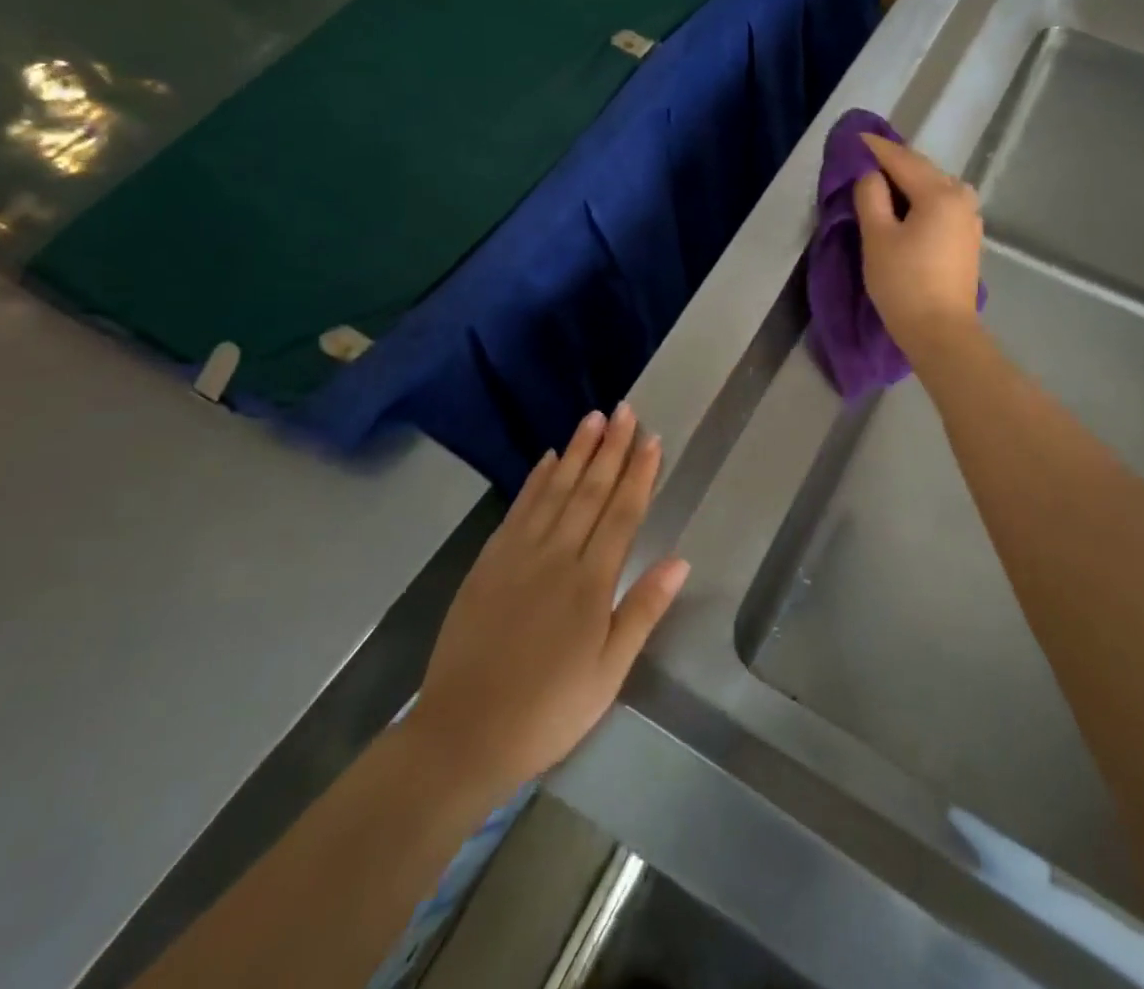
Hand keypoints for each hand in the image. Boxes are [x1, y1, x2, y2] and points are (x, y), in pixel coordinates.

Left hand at [410, 404, 688, 802]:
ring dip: (577, 452)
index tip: (653, 439)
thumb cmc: (548, 710)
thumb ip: (642, 611)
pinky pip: (519, 509)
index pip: (622, 514)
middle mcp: (556, 556)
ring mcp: (518, 554)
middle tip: (626, 410)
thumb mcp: (608, 673)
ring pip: (555, 490)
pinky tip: (548, 458)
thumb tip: (680, 560)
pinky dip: (536, 480)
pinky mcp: (489, 561)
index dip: (639, 474)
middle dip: (612, 448)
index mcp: (590, 583)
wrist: (463, 733)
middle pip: (590, 491)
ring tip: (594, 418)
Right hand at [855, 134, 984, 360]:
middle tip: (862, 158)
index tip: (853, 136)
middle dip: (891, 162)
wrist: (941, 333)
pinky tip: (903, 207)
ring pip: (932, 187)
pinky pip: (940, 205)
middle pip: (921, 169)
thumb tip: (871, 175)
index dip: (874, 147)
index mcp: (940, 192)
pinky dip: (919, 200)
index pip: (900, 158)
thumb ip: (871, 196)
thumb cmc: (904, 283)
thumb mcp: (877, 237)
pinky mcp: (967, 237)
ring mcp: (969, 217)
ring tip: (879, 182)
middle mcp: (961, 196)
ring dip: (906, 182)